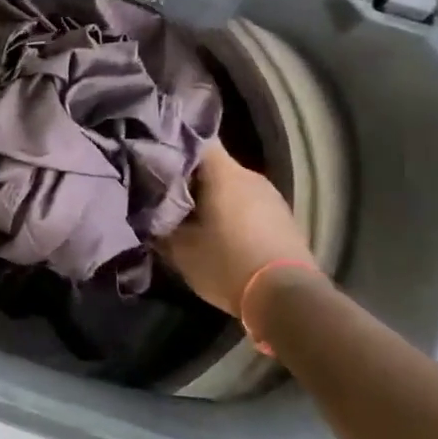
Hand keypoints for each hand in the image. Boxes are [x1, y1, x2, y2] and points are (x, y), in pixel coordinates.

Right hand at [160, 142, 312, 315]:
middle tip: (169, 193)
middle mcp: (250, 175)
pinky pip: (250, 203)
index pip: (196, 140)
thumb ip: (162, 223)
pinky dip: (234, 211)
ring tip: (194, 215)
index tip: (156, 159)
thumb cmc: (228, 264)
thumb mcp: (181, 250)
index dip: (174, 145)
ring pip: (233, 185)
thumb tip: (149, 211)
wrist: (288, 298)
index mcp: (224, 173)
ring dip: (214, 196)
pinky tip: (224, 232)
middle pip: (214, 164)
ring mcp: (271, 195)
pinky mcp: (283, 216)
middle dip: (191, 176)